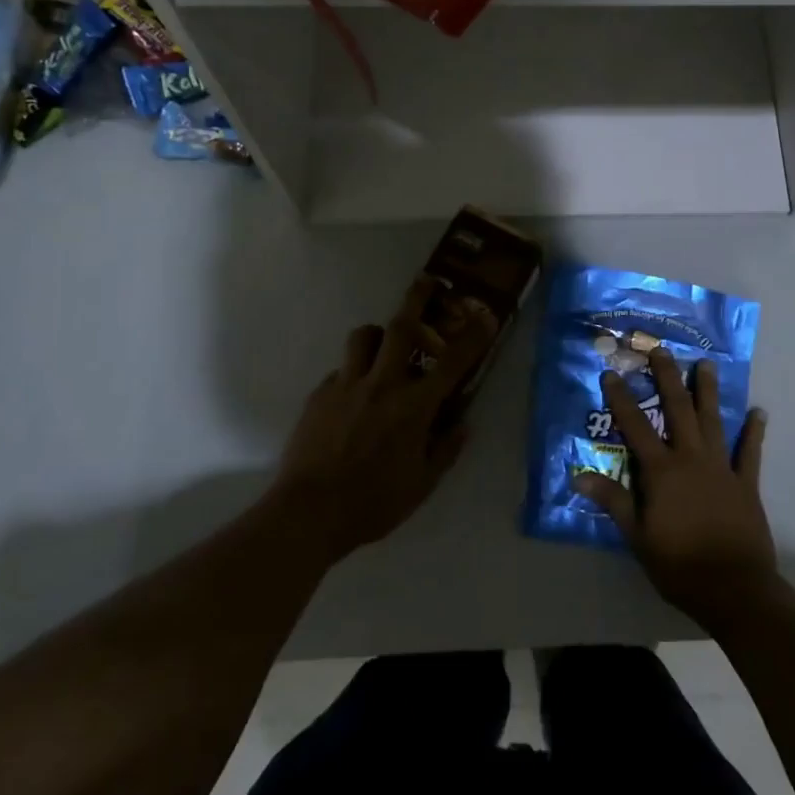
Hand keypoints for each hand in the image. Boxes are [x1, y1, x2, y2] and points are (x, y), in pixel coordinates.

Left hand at [272, 276, 498, 563]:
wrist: (309, 512)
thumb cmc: (373, 503)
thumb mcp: (422, 485)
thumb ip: (445, 449)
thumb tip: (462, 424)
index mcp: (414, 406)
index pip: (452, 362)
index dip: (473, 335)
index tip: (485, 313)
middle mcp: (382, 384)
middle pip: (401, 326)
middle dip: (418, 298)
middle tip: (427, 282)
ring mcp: (347, 385)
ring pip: (363, 336)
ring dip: (378, 334)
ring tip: (384, 347)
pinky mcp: (320, 394)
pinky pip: (342, 369)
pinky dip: (354, 372)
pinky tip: (354, 396)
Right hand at [574, 347, 777, 629]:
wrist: (734, 589)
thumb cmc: (679, 565)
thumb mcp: (637, 536)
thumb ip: (613, 501)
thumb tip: (579, 475)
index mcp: (661, 471)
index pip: (635, 427)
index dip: (621, 399)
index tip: (612, 373)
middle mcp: (691, 458)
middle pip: (677, 410)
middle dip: (668, 378)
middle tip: (662, 350)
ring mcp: (721, 468)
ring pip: (713, 421)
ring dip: (708, 392)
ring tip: (706, 365)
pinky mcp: (746, 484)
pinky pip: (750, 452)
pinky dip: (754, 432)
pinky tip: (759, 412)